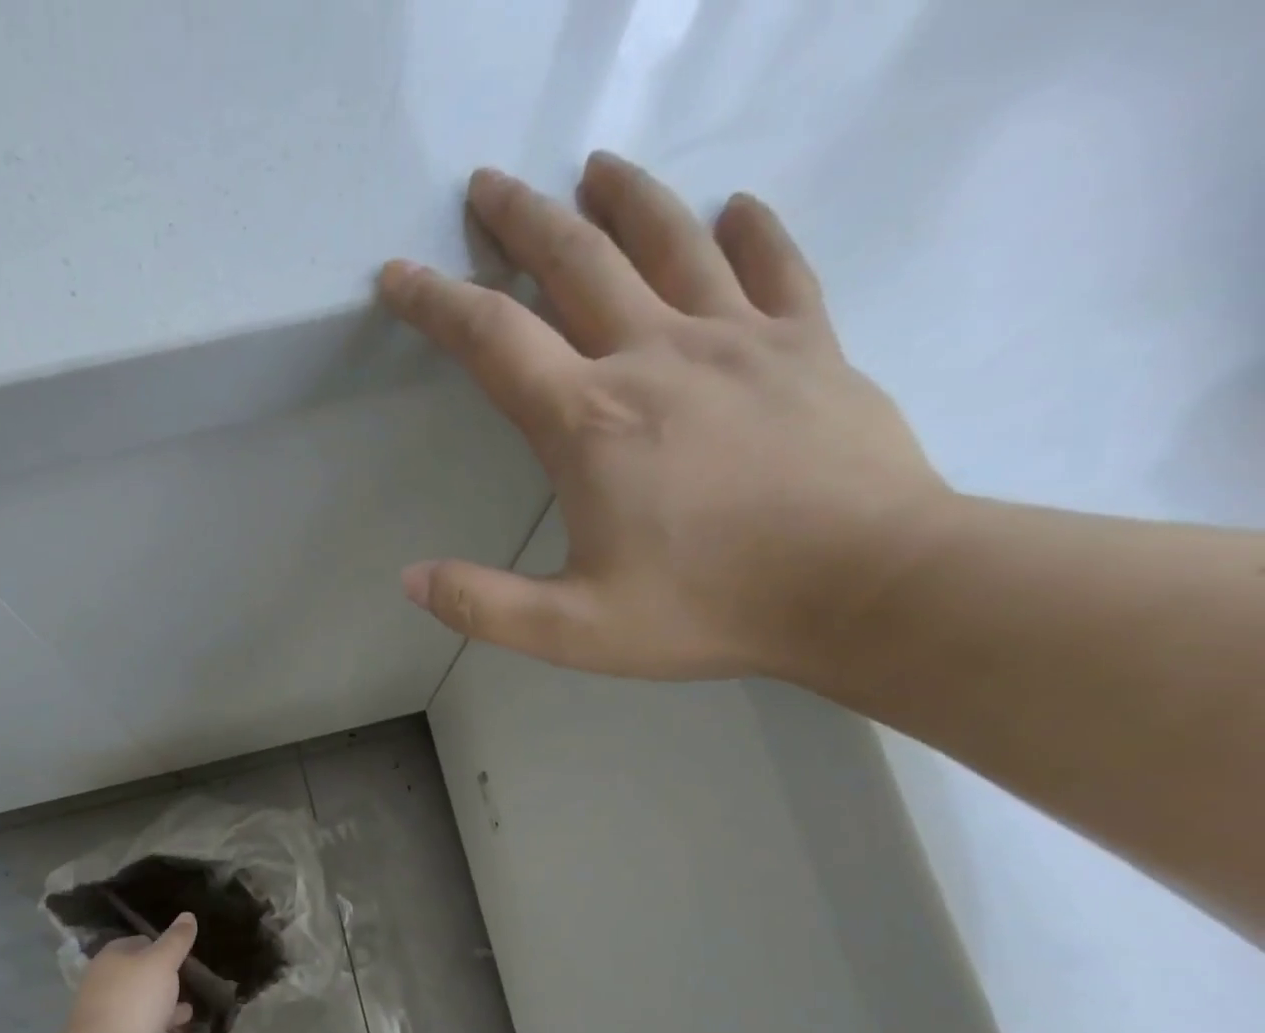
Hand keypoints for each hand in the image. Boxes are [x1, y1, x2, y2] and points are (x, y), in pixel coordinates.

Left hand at [64, 913, 198, 1032]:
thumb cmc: (133, 999)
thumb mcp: (161, 962)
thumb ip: (176, 940)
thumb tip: (188, 915)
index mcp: (111, 962)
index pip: (135, 944)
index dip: (158, 945)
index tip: (182, 950)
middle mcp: (107, 990)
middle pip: (139, 981)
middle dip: (165, 982)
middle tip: (192, 981)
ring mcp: (112, 1024)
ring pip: (144, 1014)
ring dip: (168, 1014)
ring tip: (194, 1012)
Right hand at [379, 151, 950, 681]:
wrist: (866, 586)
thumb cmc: (710, 608)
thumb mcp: (574, 631)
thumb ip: (484, 606)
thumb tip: (411, 580)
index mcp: (590, 421)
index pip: (492, 339)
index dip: (435, 302)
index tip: (398, 273)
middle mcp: (655, 356)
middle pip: (575, 261)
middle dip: (521, 219)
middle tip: (488, 183)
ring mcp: (739, 339)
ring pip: (671, 240)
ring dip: (624, 198)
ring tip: (595, 168)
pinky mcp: (809, 345)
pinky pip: (775, 266)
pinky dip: (750, 230)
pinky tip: (735, 208)